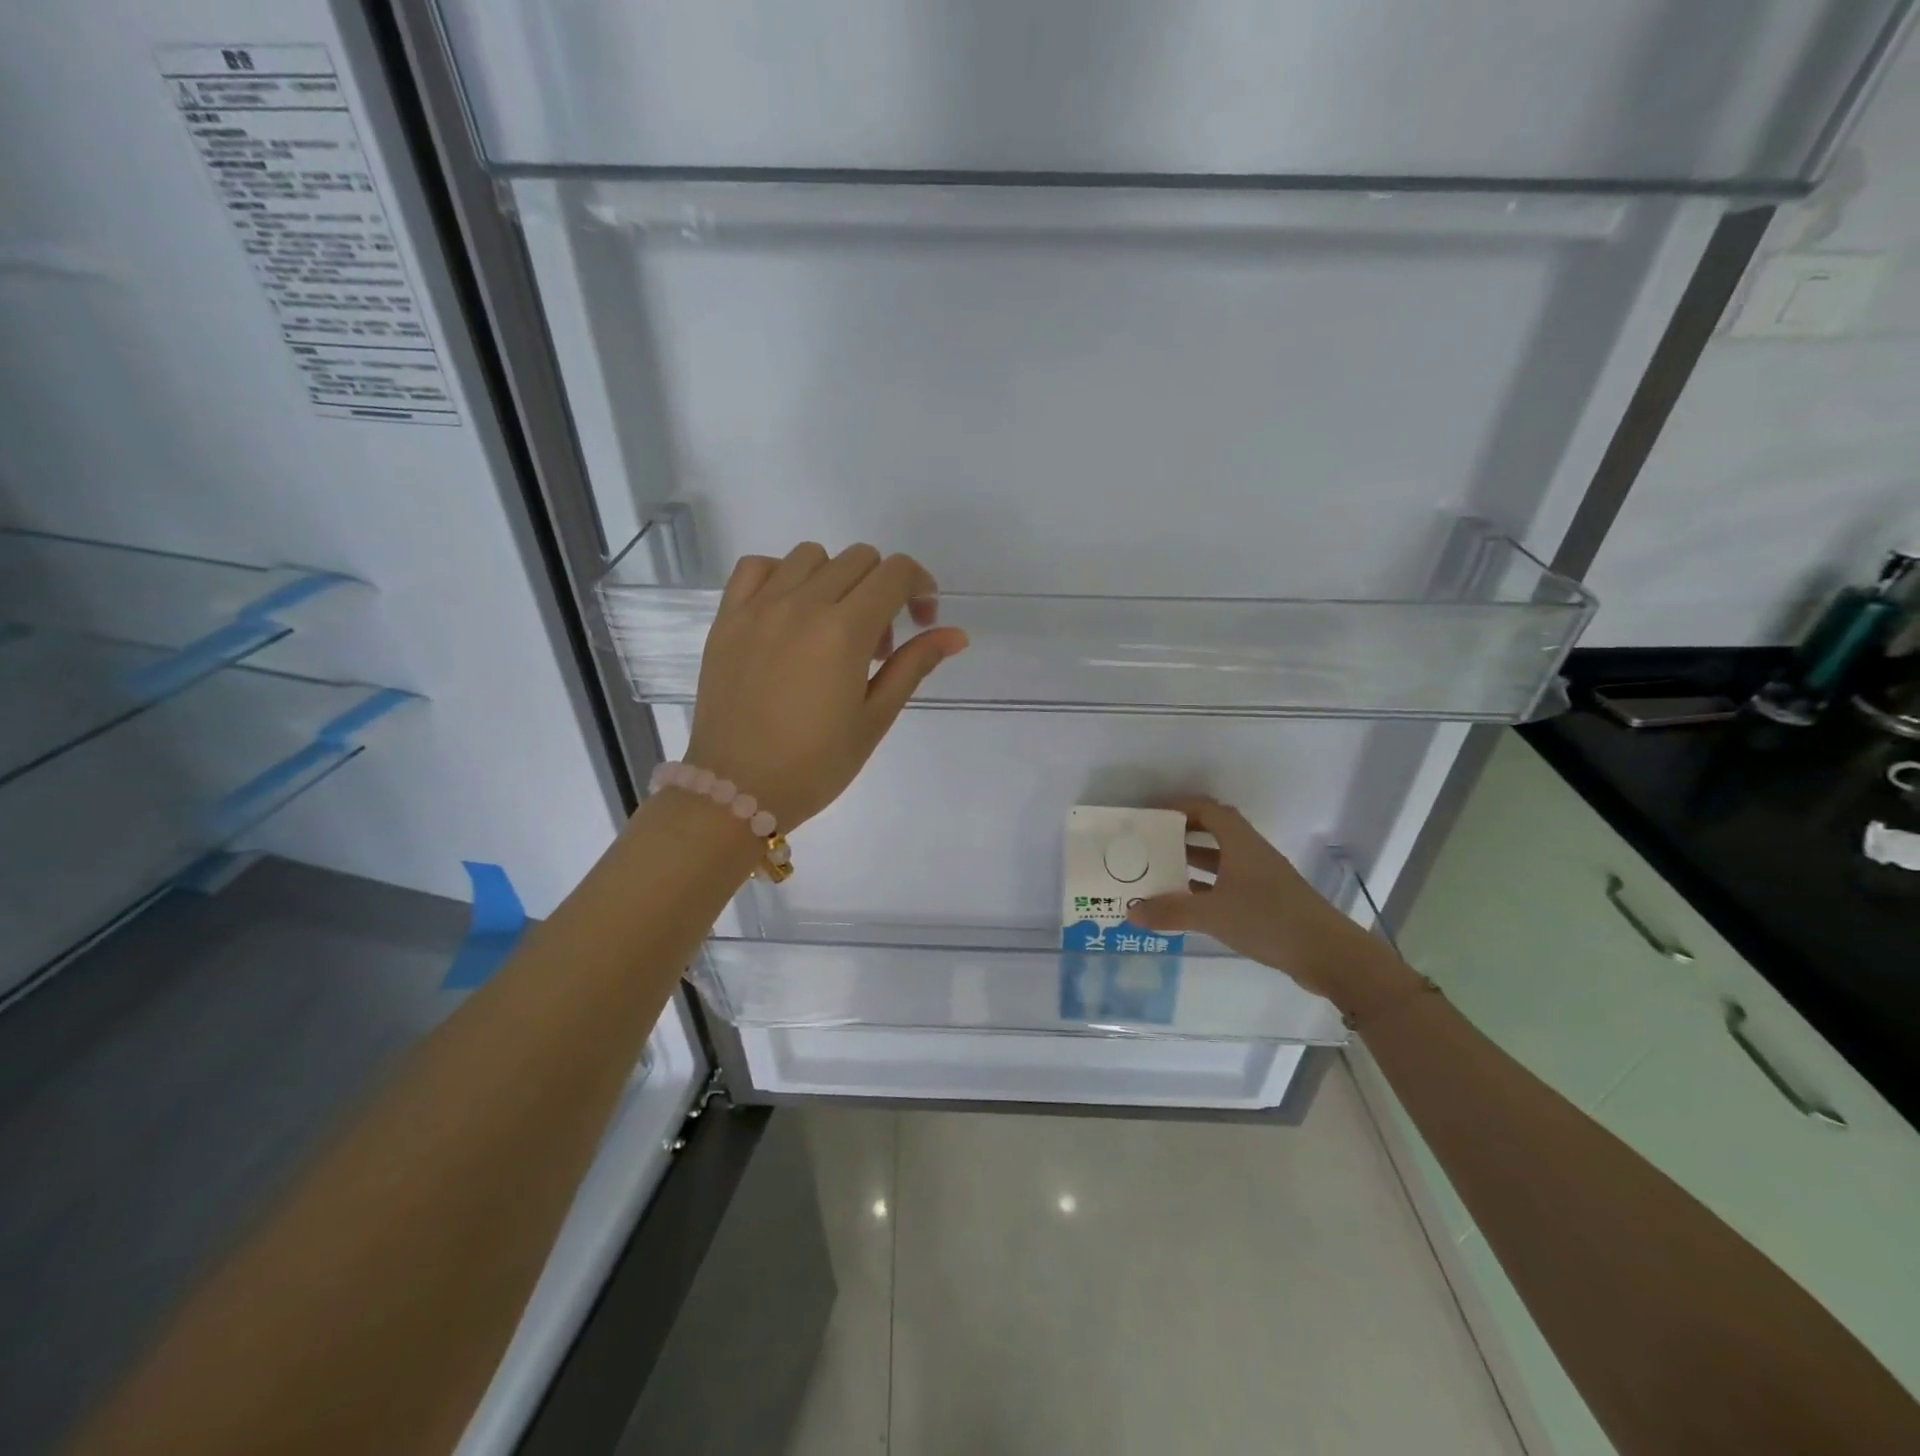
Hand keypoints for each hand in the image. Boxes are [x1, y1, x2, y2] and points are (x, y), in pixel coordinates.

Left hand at [685, 543, 967, 829]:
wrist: (737, 788)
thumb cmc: (816, 764)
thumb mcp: (875, 717)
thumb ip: (914, 665)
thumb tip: (956, 634)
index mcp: (844, 631)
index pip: (895, 573)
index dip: (920, 587)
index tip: (921, 620)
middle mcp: (801, 604)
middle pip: (859, 559)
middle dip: (883, 588)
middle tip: (877, 643)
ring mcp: (759, 606)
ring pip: (811, 556)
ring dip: (836, 579)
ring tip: (832, 627)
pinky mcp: (728, 617)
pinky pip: (758, 566)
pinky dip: (783, 576)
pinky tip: (790, 612)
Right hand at [1131, 797, 1418, 1021]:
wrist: (1327, 954)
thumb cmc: (1269, 920)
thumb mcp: (1213, 914)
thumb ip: (1170, 911)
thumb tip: (1130, 911)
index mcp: (1240, 843)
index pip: (1207, 810)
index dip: (1179, 807)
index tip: (1151, 815)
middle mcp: (1251, 853)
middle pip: (1213, 831)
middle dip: (1181, 834)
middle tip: (1149, 842)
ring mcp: (1260, 878)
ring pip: (1220, 859)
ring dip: (1192, 861)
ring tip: (1158, 869)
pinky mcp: (1266, 901)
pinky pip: (1227, 883)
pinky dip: (1205, 887)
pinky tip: (1184, 902)